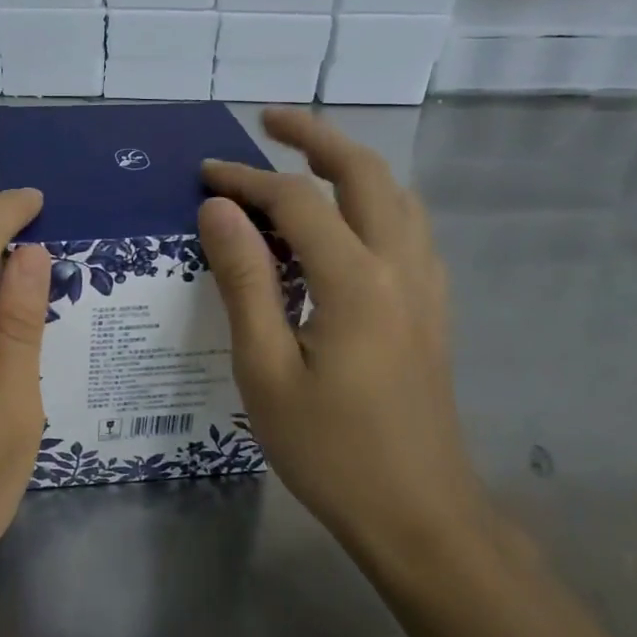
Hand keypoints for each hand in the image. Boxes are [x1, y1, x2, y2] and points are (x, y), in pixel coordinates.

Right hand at [198, 109, 490, 582]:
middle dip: (316, 136)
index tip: (204, 173)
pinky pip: (408, 228)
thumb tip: (219, 209)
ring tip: (305, 159)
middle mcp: (400, 268)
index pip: (296, 201)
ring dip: (351, 164)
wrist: (419, 516)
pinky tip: (347, 221)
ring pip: (397, 196)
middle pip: (365, 173)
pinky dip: (374, 200)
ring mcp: (426, 287)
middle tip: (269, 120)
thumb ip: (245, 280)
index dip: (246, 179)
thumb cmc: (330, 449)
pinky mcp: (432, 309)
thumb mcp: (265, 369)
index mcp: (356, 281)